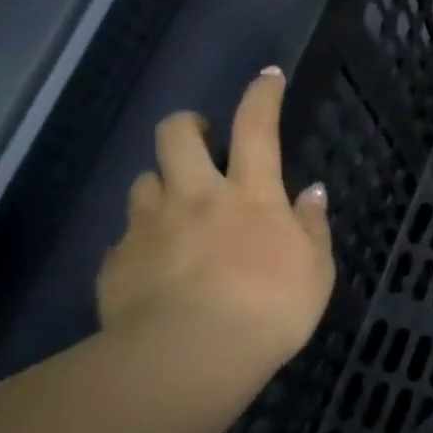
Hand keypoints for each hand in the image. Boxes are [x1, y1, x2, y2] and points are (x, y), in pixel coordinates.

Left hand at [97, 67, 334, 388]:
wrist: (191, 357)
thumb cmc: (271, 310)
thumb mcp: (316, 271)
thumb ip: (312, 227)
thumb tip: (312, 192)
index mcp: (250, 195)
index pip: (256, 128)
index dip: (262, 96)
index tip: (268, 76)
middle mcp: (195, 197)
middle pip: (176, 135)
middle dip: (187, 124)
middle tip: (200, 139)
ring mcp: (150, 227)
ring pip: (143, 182)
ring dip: (161, 187)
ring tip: (175, 213)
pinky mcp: (117, 262)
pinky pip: (125, 241)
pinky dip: (141, 245)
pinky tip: (154, 271)